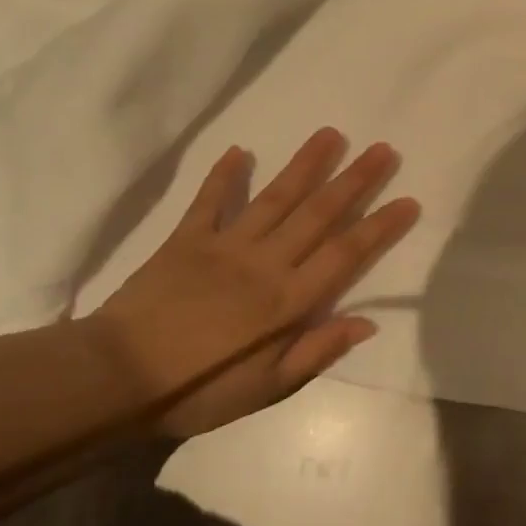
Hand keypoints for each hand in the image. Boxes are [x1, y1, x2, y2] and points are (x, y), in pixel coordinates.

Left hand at [87, 128, 420, 435]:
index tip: (407, 200)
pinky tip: (240, 151)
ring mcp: (225, 245)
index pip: (345, 254)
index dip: (380, 226)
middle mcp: (265, 262)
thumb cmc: (199, 391)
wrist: (118, 378)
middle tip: (383, 149)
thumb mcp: (267, 389)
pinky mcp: (186, 239)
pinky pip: (209, 201)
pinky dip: (224, 176)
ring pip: (275, 197)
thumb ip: (317, 352)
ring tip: (331, 134)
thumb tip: (367, 323)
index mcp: (288, 300)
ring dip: (306, 164)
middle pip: (319, 214)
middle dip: (355, 180)